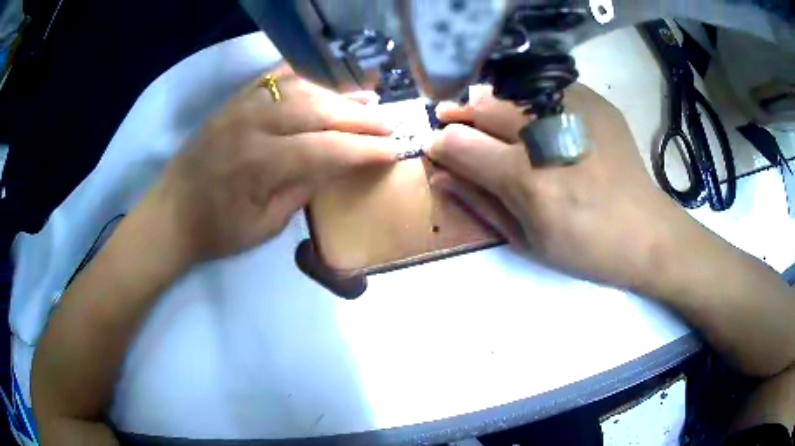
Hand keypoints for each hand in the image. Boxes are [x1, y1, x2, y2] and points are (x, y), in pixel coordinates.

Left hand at [144, 71, 398, 266]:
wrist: (170, 214)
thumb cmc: (217, 230)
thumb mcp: (265, 226)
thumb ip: (303, 190)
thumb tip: (337, 165)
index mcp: (260, 164)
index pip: (326, 149)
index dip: (364, 150)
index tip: (393, 150)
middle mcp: (253, 125)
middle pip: (318, 111)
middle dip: (360, 118)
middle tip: (389, 123)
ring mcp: (240, 106)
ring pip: (301, 89)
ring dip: (338, 94)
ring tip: (367, 99)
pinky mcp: (233, 101)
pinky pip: (274, 78)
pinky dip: (305, 75)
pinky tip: (325, 79)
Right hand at [428, 83, 687, 291]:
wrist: (647, 232)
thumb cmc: (585, 248)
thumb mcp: (527, 241)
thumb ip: (479, 202)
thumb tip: (440, 173)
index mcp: (529, 180)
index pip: (460, 143)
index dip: (440, 142)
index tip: (436, 146)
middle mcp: (548, 136)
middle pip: (482, 105)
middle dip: (458, 113)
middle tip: (452, 121)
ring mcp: (575, 110)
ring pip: (510, 90)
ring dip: (489, 102)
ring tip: (487, 118)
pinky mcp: (594, 101)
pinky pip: (543, 88)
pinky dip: (525, 99)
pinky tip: (529, 116)